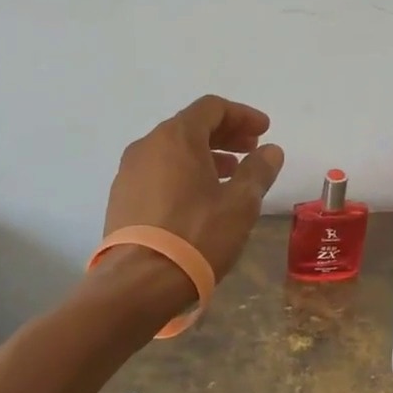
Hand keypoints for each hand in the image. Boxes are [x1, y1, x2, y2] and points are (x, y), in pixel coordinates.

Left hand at [103, 95, 285, 279]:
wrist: (137, 285)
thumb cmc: (196, 235)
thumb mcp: (241, 203)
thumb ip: (258, 170)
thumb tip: (270, 151)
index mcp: (176, 137)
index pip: (212, 108)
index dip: (242, 115)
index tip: (264, 131)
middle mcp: (147, 146)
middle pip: (191, 126)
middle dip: (226, 134)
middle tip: (252, 150)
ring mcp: (129, 173)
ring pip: (173, 150)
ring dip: (205, 155)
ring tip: (231, 176)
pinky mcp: (121, 199)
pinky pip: (158, 172)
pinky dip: (184, 173)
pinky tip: (201, 198)